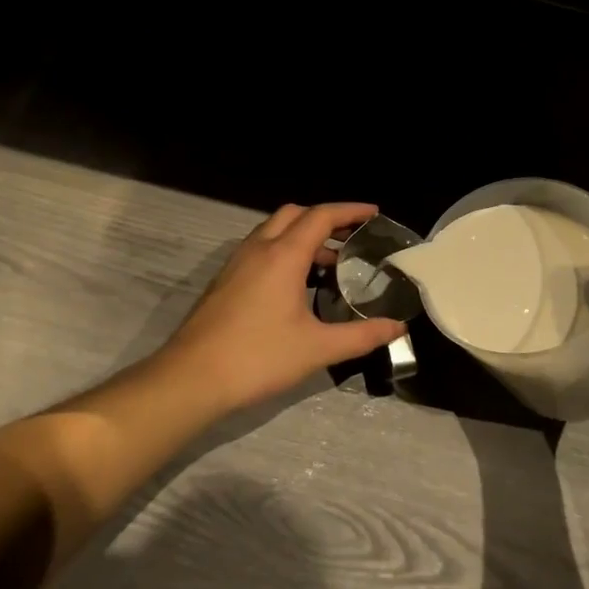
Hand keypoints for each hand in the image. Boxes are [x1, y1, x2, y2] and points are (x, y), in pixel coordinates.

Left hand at [154, 202, 406, 415]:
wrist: (191, 378)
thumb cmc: (258, 358)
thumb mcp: (317, 348)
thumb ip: (361, 336)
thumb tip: (397, 328)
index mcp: (283, 255)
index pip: (321, 216)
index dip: (350, 210)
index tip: (374, 213)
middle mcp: (258, 249)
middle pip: (295, 214)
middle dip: (325, 218)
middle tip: (352, 237)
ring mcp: (236, 263)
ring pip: (273, 231)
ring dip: (302, 236)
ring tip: (329, 263)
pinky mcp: (224, 281)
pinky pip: (260, 249)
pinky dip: (283, 251)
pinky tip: (295, 285)